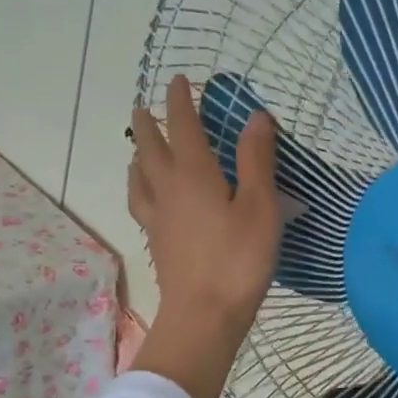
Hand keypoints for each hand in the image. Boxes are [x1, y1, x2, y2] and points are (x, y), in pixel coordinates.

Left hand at [127, 74, 278, 397]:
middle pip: (150, 149)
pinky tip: (148, 198)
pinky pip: (141, 204)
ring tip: (139, 150)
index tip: (178, 81)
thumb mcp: (259, 207)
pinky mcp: (158, 243)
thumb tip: (255, 116)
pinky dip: (140, 188)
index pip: (183, 127)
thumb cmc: (238, 260)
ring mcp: (158, 219)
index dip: (181, 101)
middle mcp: (168, 190)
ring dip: (138, 156)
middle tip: (144, 108)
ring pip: (139, 177)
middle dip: (148, 125)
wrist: (203, 316)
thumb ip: (256, 160)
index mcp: (194, 175)